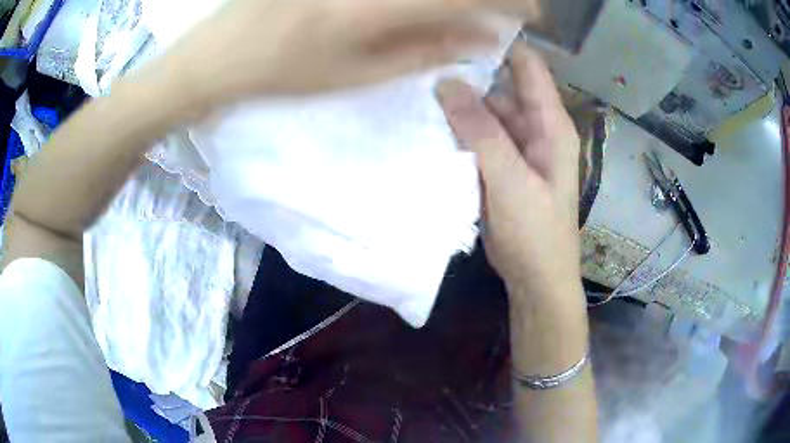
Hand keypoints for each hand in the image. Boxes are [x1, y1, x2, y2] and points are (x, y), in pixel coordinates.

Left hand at [144, 0, 524, 108]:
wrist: (218, 54)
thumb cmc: (284, 74)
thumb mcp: (358, 75)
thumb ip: (428, 51)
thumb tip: (485, 38)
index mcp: (377, 8)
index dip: (510, 1)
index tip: (534, 12)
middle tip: (511, 8)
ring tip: (469, 12)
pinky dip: (420, 0)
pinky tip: (424, 10)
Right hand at [437, 42, 580, 298]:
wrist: (536, 279)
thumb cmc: (535, 234)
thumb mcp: (511, 182)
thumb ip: (482, 133)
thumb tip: (447, 83)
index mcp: (550, 125)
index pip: (527, 67)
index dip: (499, 45)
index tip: (457, 34)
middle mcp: (535, 128)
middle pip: (501, 87)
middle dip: (468, 77)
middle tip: (423, 68)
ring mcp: (516, 147)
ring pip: (485, 113)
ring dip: (458, 107)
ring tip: (419, 95)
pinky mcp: (500, 166)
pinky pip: (477, 138)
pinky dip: (458, 132)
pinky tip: (430, 127)